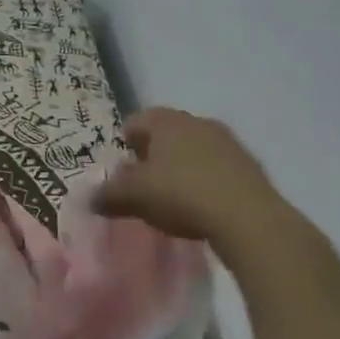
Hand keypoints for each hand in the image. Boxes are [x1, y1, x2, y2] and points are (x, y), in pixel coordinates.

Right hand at [93, 108, 294, 246]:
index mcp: (165, 121)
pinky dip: (206, 181)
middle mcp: (195, 121)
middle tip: (145, 185)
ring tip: (175, 199)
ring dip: (182, 167)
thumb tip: (90, 198)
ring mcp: (226, 141)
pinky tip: (204, 207)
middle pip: (165, 134)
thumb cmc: (182, 195)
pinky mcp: (249, 164)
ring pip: (193, 149)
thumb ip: (109, 195)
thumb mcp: (136, 196)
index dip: (124, 145)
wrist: (249, 218)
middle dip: (153, 155)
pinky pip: (217, 168)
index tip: (121, 171)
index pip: (135, 122)